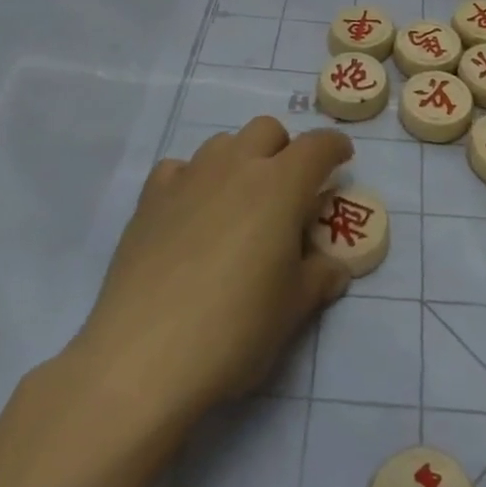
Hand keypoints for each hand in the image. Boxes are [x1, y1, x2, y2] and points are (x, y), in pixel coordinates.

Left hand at [68, 118, 353, 422]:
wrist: (143, 356)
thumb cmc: (234, 330)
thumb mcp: (292, 310)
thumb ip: (319, 278)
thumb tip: (333, 267)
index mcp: (280, 185)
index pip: (318, 146)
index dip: (335, 147)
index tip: (342, 160)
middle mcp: (236, 166)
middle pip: (268, 130)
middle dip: (284, 150)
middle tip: (287, 191)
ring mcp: (190, 176)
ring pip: (223, 143)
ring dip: (240, 160)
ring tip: (238, 203)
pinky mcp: (151, 197)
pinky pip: (180, 168)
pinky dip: (193, 179)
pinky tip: (191, 213)